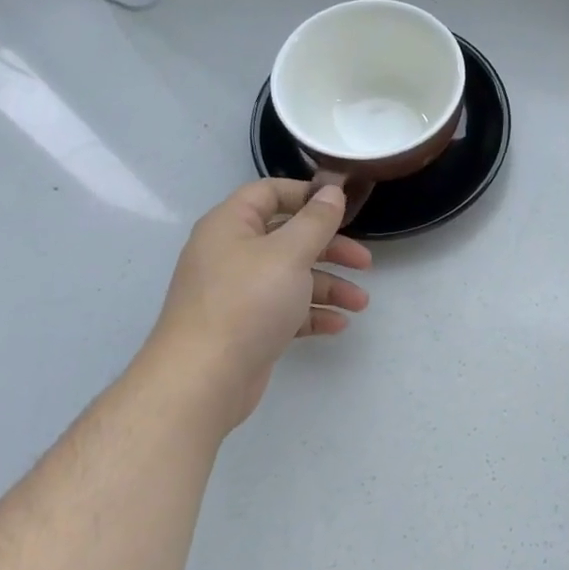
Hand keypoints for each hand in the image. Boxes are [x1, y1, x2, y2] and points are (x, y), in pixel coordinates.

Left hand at [142, 179, 371, 433]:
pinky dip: (312, 314)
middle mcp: (231, 254)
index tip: (342, 207)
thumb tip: (332, 191)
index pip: (268, 193)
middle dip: (330, 249)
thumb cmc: (247, 303)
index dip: (306, 194)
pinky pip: (286, 310)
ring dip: (329, 286)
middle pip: (288, 238)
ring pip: (292, 277)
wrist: (204, 378)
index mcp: (231, 226)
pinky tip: (338, 325)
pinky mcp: (246, 326)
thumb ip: (316, 221)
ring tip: (360, 304)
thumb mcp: (289, 253)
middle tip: (365, 262)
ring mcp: (238, 293)